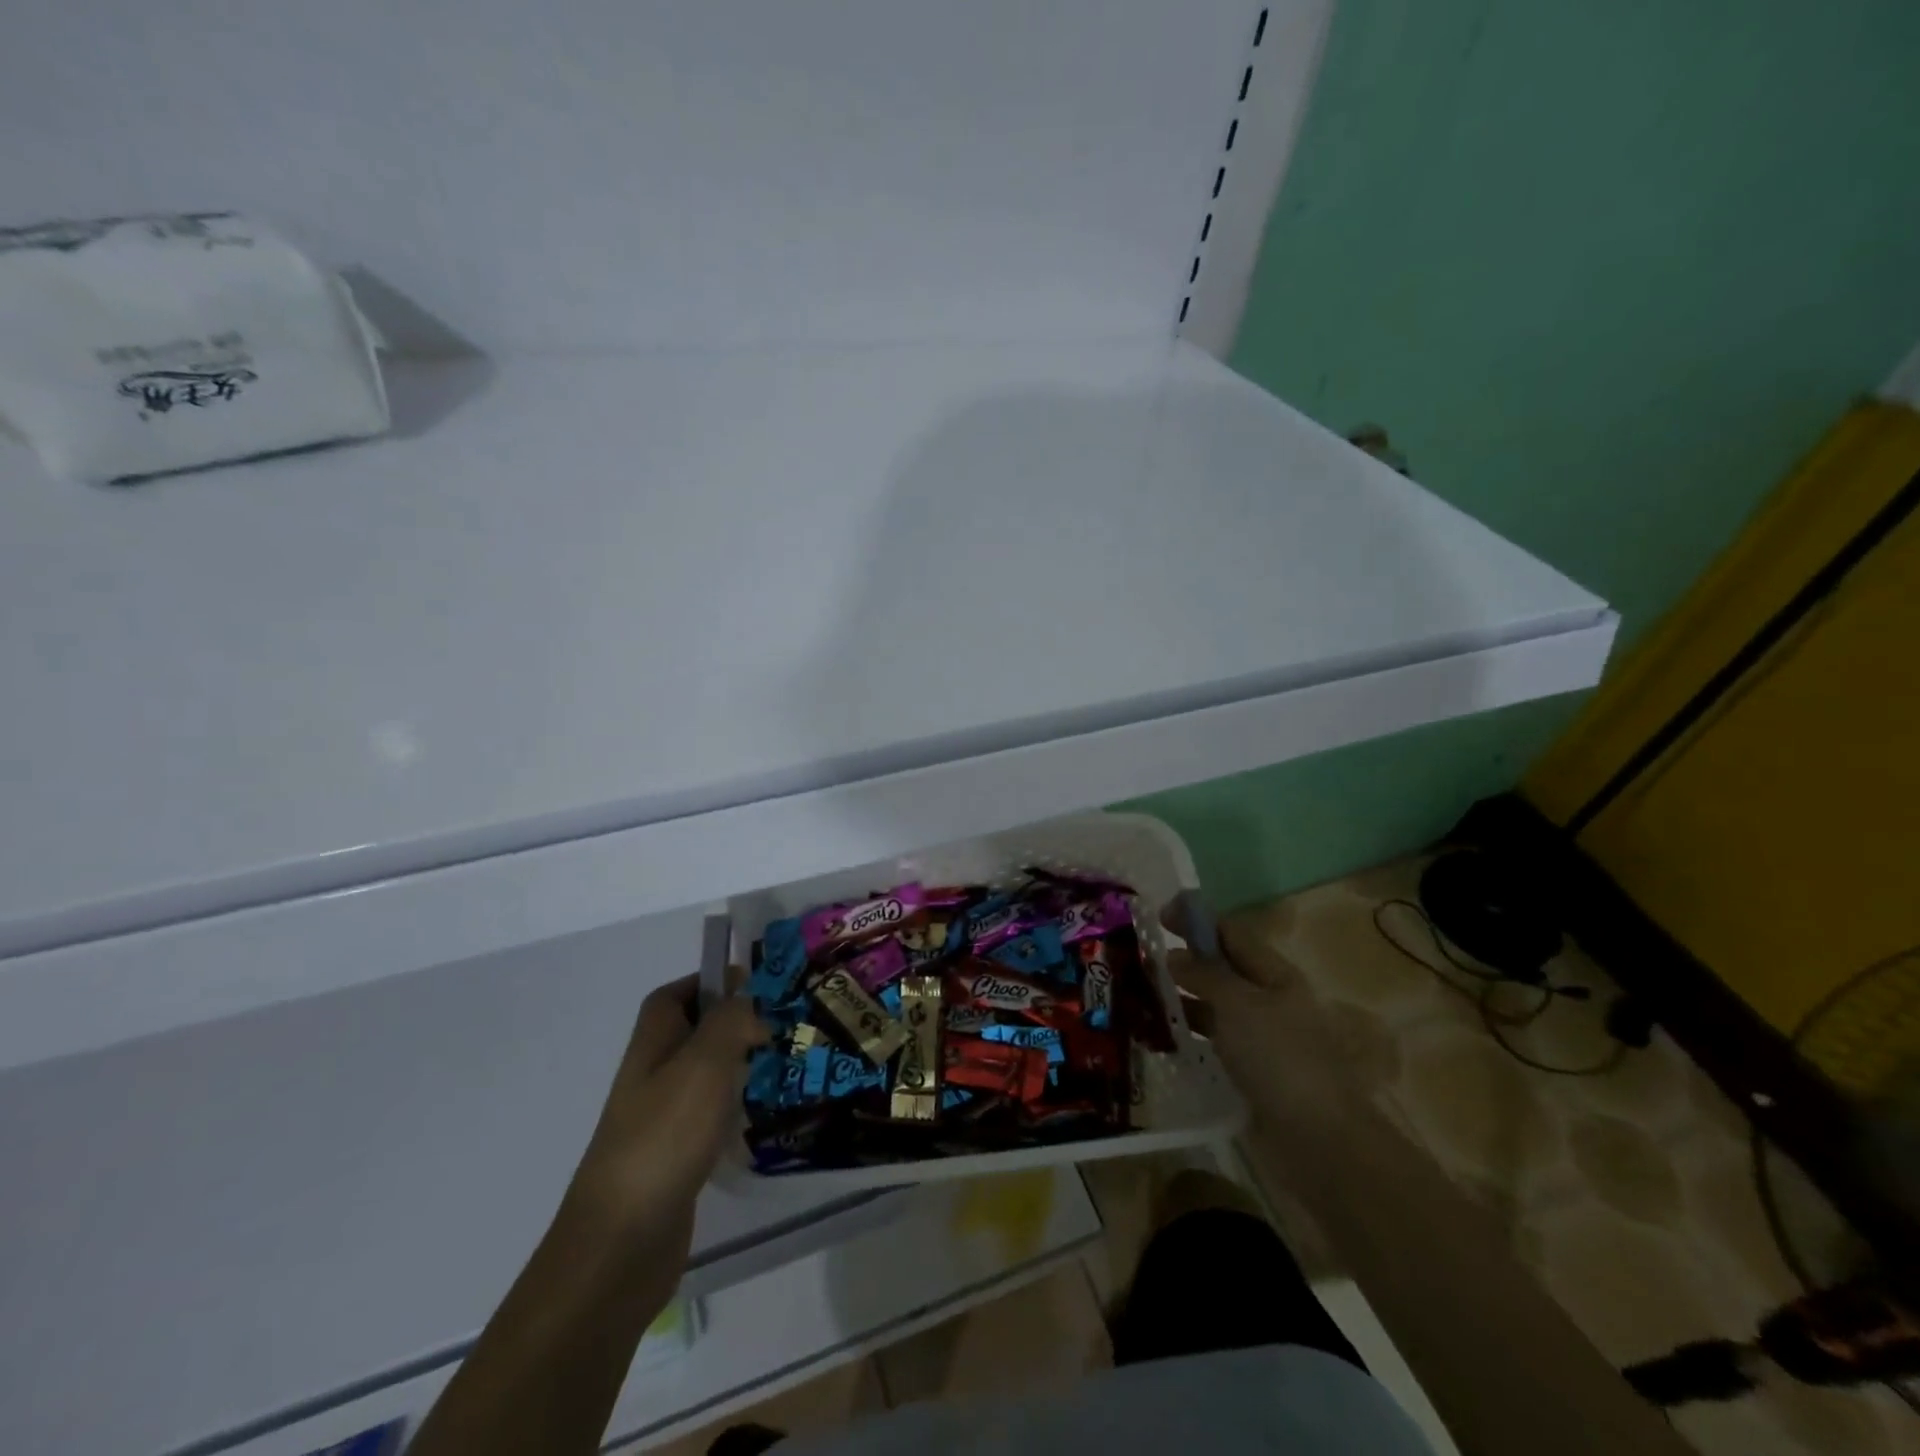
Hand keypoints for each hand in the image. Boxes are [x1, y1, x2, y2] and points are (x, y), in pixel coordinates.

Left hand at [565, 977, 768, 1257]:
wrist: (621, 1243)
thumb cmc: (664, 1136)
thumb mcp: (704, 1063)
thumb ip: (730, 1021)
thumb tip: (747, 1000)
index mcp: (653, 1042)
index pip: (677, 994)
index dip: (711, 982)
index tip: (757, 987)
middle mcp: (653, 1073)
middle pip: (695, 1032)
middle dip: (737, 1024)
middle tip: (784, 1026)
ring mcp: (662, 1116)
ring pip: (707, 1074)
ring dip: (741, 1066)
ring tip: (784, 1066)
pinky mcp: (675, 1155)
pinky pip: (711, 1115)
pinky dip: (736, 1109)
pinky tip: (764, 1118)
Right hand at [1161, 900, 1361, 1130]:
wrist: (1317, 1139)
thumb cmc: (1279, 1058)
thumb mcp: (1238, 1005)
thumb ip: (1204, 974)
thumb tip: (1173, 955)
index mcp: (1275, 974)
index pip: (1231, 933)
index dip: (1196, 921)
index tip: (1157, 917)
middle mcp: (1267, 999)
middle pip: (1221, 967)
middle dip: (1183, 958)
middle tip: (1138, 956)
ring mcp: (1259, 1035)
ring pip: (1213, 1003)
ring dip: (1180, 995)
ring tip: (1138, 992)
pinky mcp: (1249, 1068)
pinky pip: (1212, 1037)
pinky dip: (1187, 1030)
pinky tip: (1158, 1033)